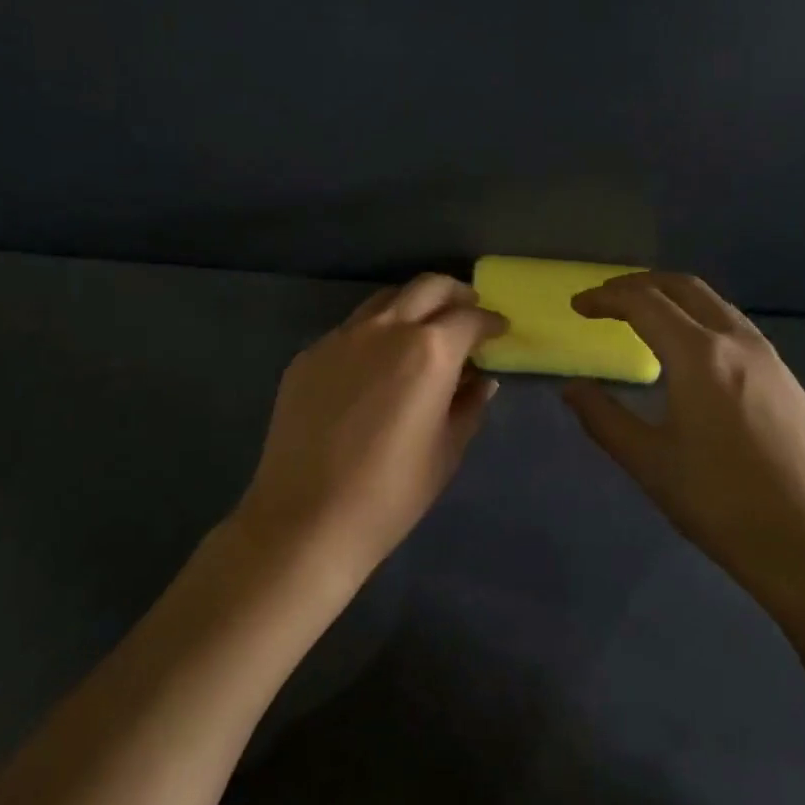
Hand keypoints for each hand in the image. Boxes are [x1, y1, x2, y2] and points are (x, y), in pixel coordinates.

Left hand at [234, 274, 506, 585]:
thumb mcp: (446, 451)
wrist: (306, 518)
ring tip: (422, 333)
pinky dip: (375, 333)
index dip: (490, 322)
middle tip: (466, 316)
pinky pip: (351, 329)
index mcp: (429, 350)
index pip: (470, 317)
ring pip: (385, 299)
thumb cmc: (391, 493)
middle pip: (428, 287)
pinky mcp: (309, 354)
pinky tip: (375, 365)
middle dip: (455, 294)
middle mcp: (386, 328)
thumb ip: (469, 405)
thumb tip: (482, 380)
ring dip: (413, 306)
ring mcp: (341, 337)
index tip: (498, 331)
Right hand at [564, 272, 804, 626]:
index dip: (605, 298)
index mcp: (699, 355)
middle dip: (638, 285)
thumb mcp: (651, 464)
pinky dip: (699, 318)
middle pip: (682, 286)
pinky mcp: (787, 379)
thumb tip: (572, 389)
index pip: (643, 302)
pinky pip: (734, 326)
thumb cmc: (724, 506)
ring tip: (642, 319)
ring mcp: (769, 358)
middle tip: (605, 301)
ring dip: (672, 298)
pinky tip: (690, 354)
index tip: (578, 307)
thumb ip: (604, 419)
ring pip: (713, 303)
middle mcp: (736, 341)